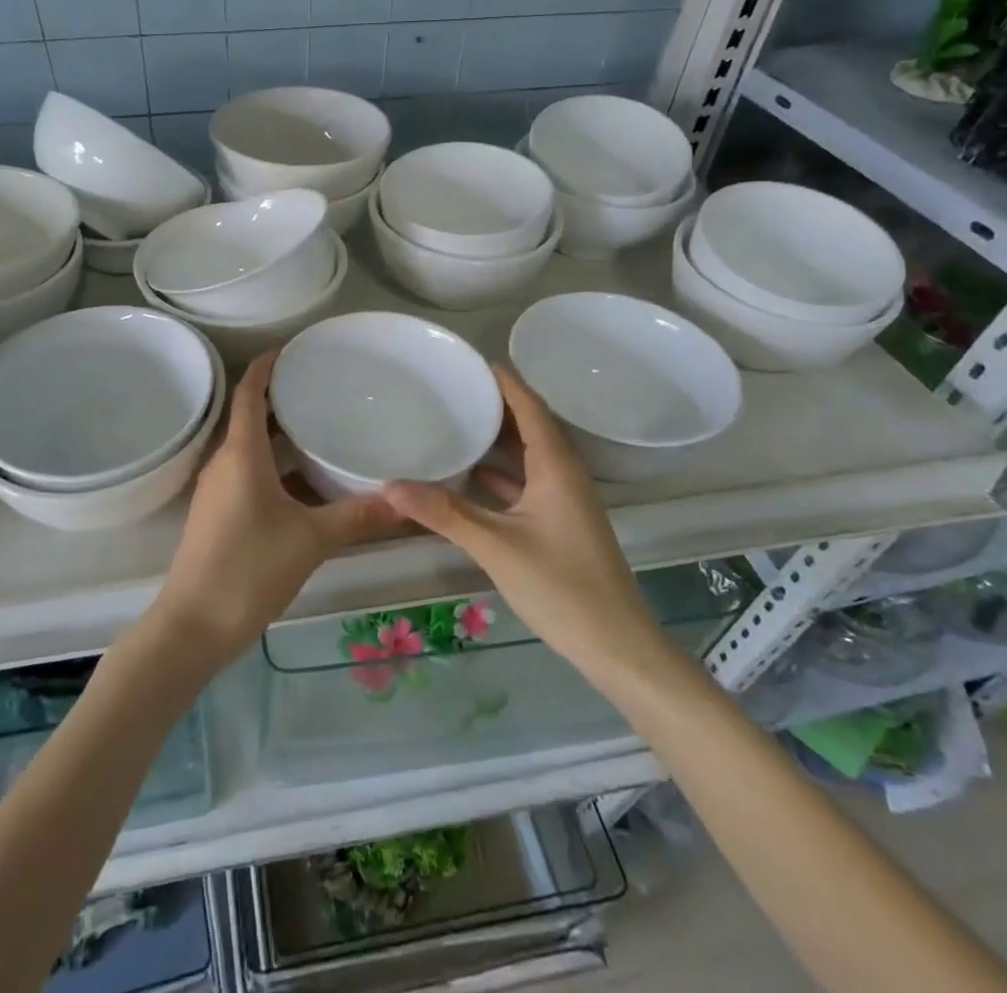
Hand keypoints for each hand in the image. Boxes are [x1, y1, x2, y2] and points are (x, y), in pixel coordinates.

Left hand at [150, 352, 401, 668]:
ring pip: (250, 447)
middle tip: (322, 387)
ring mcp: (218, 490)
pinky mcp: (219, 514)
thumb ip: (358, 516)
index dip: (267, 365)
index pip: (250, 391)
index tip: (294, 348)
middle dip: (282, 398)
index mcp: (241, 453)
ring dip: (280, 434)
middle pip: (251, 416)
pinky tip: (306, 482)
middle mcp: (224, 462)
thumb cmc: (248, 569)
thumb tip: (404, 499)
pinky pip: (248, 473)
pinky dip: (275, 465)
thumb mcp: (310, 540)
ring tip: (321, 427)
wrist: (193, 626)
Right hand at [381, 367, 674, 686]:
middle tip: (452, 387)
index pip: (529, 406)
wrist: (616, 646)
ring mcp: (564, 500)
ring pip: (527, 453)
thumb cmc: (562, 587)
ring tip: (456, 421)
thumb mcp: (496, 546)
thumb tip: (390, 484)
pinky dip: (499, 471)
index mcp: (556, 465)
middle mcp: (563, 473)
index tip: (469, 360)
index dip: (503, 380)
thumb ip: (445, 513)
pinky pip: (526, 480)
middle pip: (529, 424)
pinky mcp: (559, 522)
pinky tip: (470, 475)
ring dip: (497, 437)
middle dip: (495, 403)